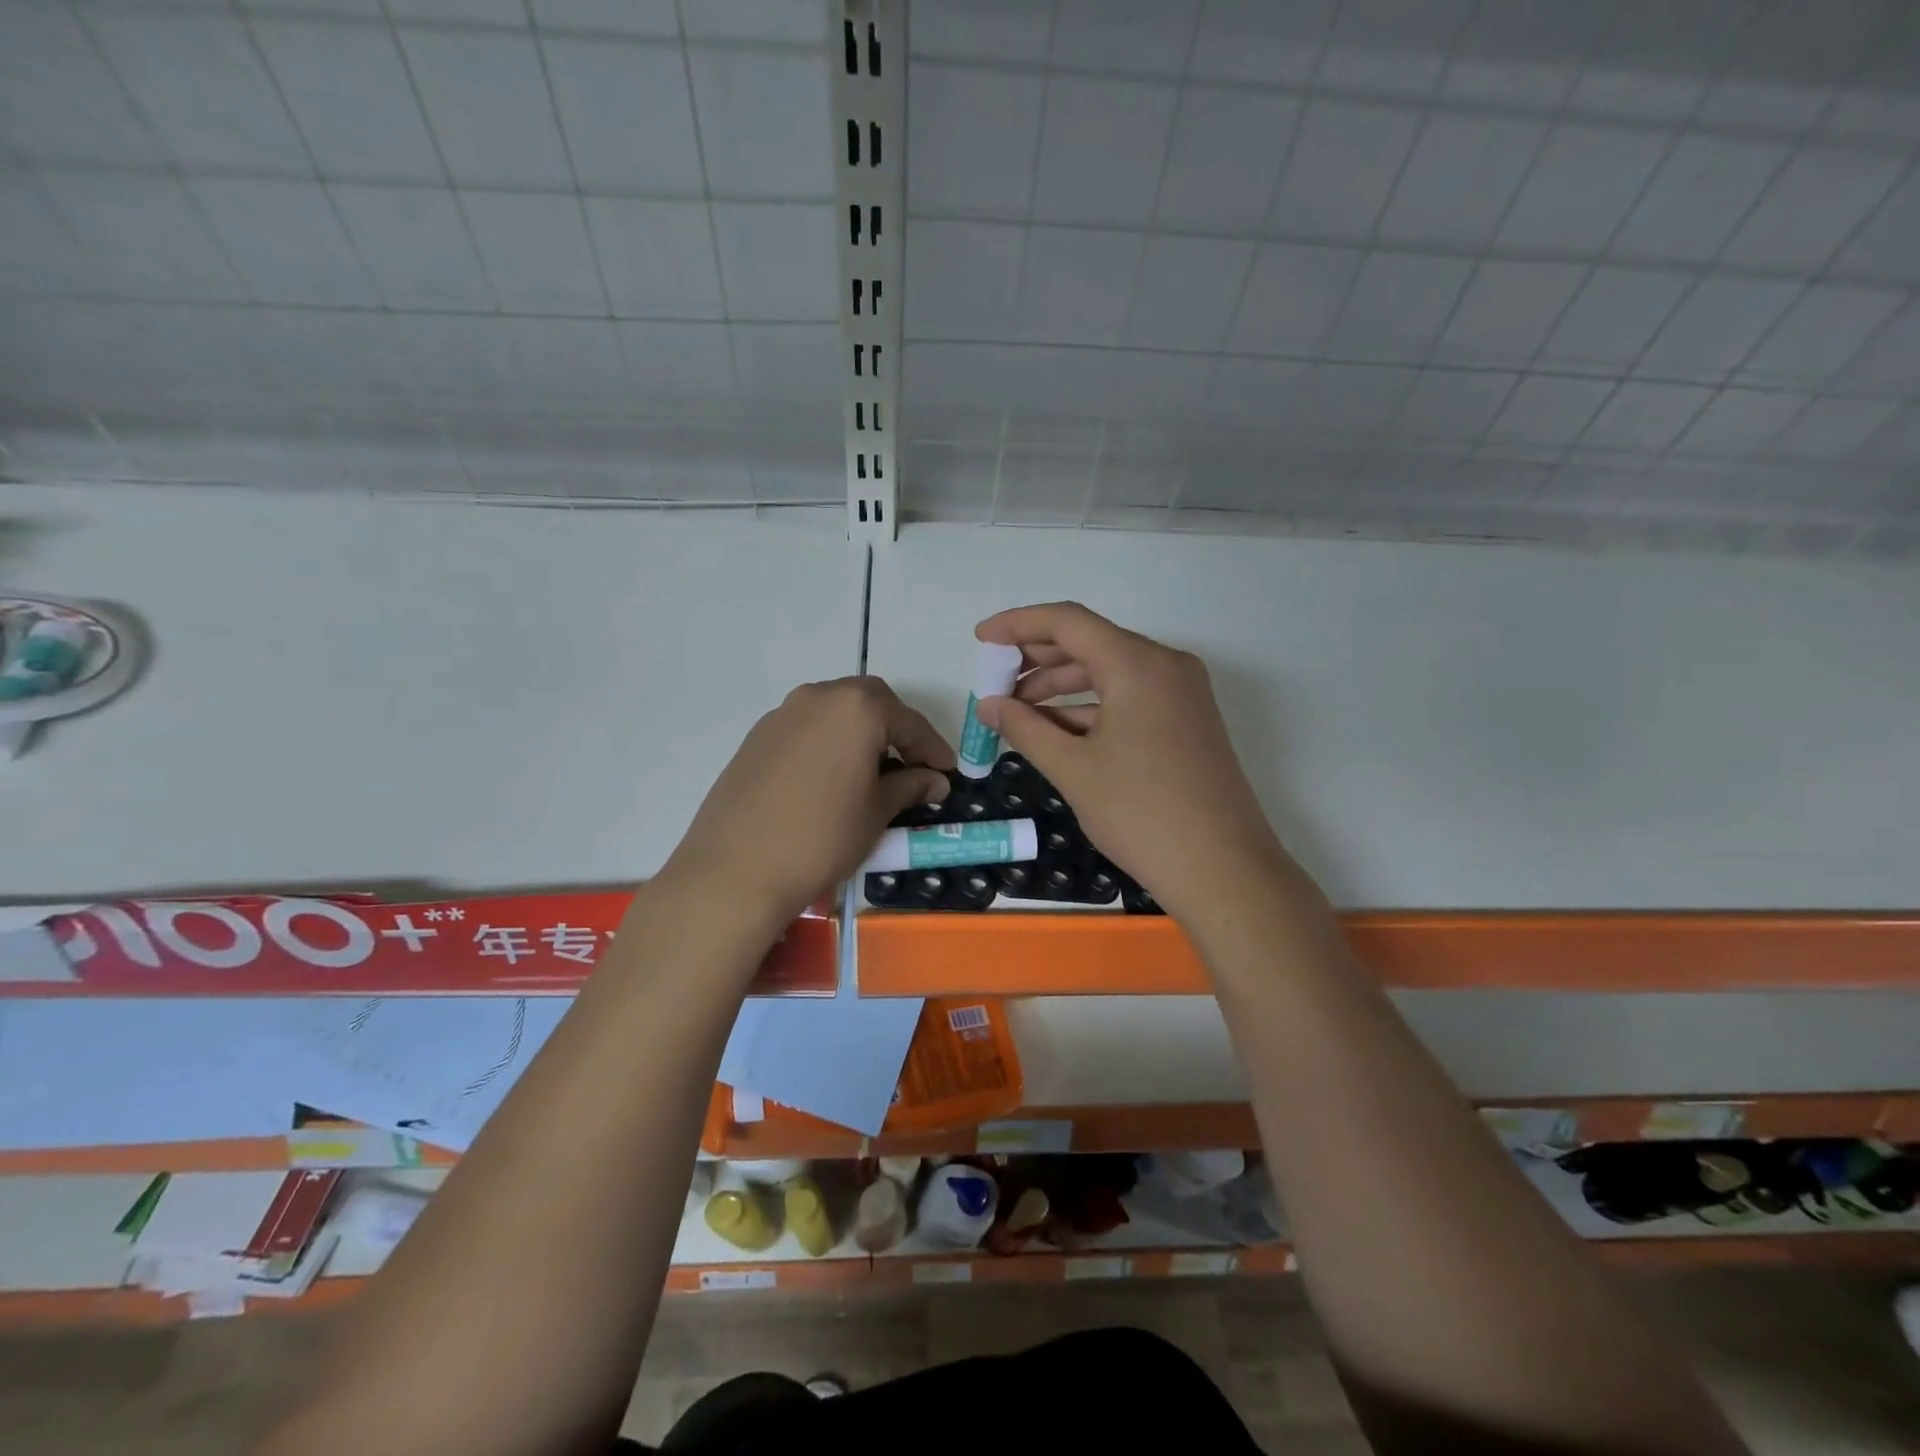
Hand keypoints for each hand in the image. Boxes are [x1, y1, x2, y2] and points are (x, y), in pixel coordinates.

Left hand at [659, 676, 954, 932]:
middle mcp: (820, 697)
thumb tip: (935, 780)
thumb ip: (911, 786)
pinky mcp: (758, 735)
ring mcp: (783, 713)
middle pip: (871, 702)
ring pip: (836, 710)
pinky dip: (830, 741)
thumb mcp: (876, 812)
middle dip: (897, 729)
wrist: (735, 869)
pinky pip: (807, 726)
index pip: (909, 722)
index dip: (933, 748)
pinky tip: (832, 776)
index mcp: (857, 708)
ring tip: (872, 770)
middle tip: (912, 764)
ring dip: (861, 731)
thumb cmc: (822, 838)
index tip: (948, 773)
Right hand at [975, 603, 1287, 921]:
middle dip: (1037, 659)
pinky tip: (1056, 732)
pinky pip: (1130, 699)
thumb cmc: (1141, 813)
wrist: (1222, 870)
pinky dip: (1091, 709)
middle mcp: (1165, 666)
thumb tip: (988, 705)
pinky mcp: (1187, 722)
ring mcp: (1182, 694)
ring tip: (1017, 711)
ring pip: (1111, 673)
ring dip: (1062, 688)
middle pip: (1091, 643)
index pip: (1068, 622)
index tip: (981, 639)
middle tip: (994, 679)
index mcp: (1138, 664)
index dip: (1018, 624)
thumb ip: (1025, 729)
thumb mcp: (1073, 769)